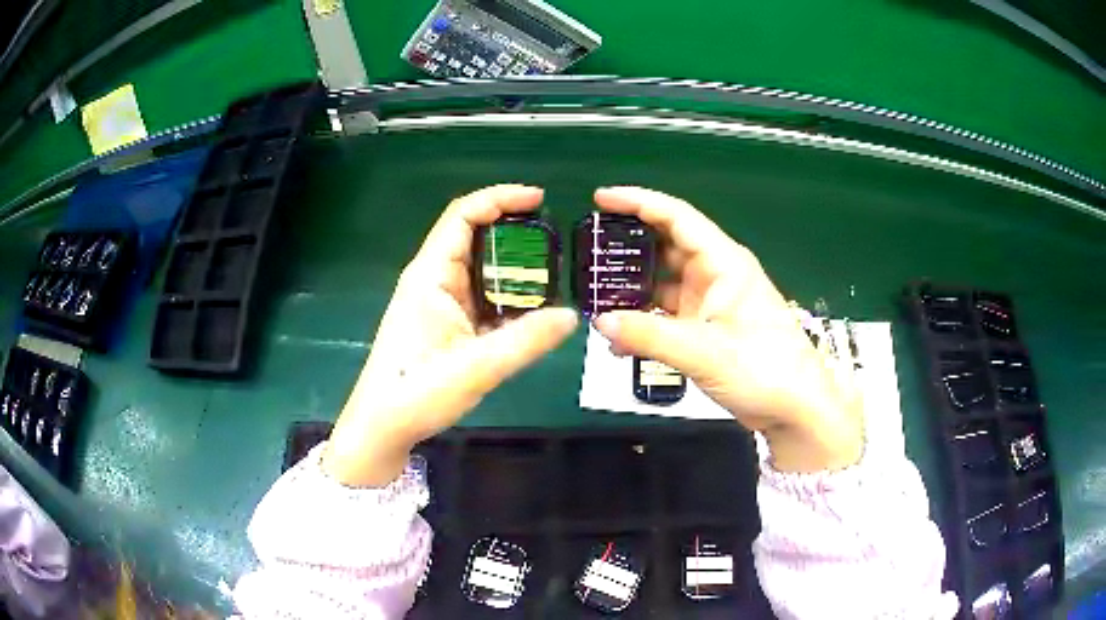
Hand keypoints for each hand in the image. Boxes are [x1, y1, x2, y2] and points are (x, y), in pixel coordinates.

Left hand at [323, 185, 578, 486]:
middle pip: (474, 236)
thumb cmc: (417, 393)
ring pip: (479, 269)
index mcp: (431, 276)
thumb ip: (527, 339)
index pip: (463, 215)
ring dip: (513, 267)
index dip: (500, 198)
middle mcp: (433, 280)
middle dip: (514, 232)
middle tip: (557, 242)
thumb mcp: (477, 367)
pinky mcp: (444, 323)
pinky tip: (532, 309)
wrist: (382, 427)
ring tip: (554, 273)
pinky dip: (506, 296)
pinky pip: (480, 297)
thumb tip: (572, 315)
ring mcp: (438, 302)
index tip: (540, 199)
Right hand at [592, 187, 862, 472]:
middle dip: (628, 245)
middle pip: (665, 246)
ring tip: (593, 294)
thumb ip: (648, 335)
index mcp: (723, 263)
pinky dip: (644, 322)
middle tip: (587, 249)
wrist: (795, 410)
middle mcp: (715, 275)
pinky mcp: (707, 329)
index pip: (676, 217)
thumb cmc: (764, 370)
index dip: (638, 201)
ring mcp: (711, 303)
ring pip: (663, 283)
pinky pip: (667, 315)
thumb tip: (599, 322)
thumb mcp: (703, 351)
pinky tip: (619, 339)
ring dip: (632, 289)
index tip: (600, 198)